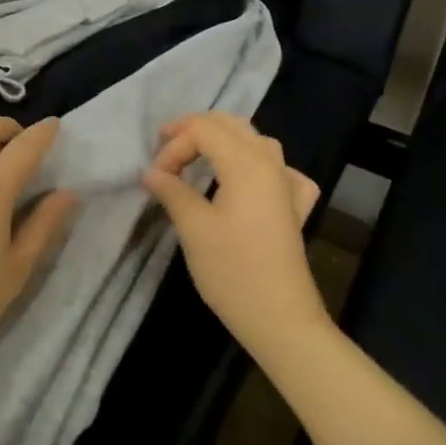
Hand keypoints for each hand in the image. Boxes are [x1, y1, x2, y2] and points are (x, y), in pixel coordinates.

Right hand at [142, 112, 329, 364]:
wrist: (281, 319)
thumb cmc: (233, 272)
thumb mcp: (193, 229)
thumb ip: (172, 191)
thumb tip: (152, 172)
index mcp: (246, 163)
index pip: (203, 130)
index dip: (174, 145)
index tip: (155, 176)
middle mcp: (270, 163)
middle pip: (230, 125)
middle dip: (194, 130)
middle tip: (165, 147)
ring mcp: (287, 184)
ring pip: (254, 141)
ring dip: (223, 140)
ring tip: (197, 156)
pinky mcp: (294, 207)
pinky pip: (277, 169)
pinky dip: (256, 164)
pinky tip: (249, 181)